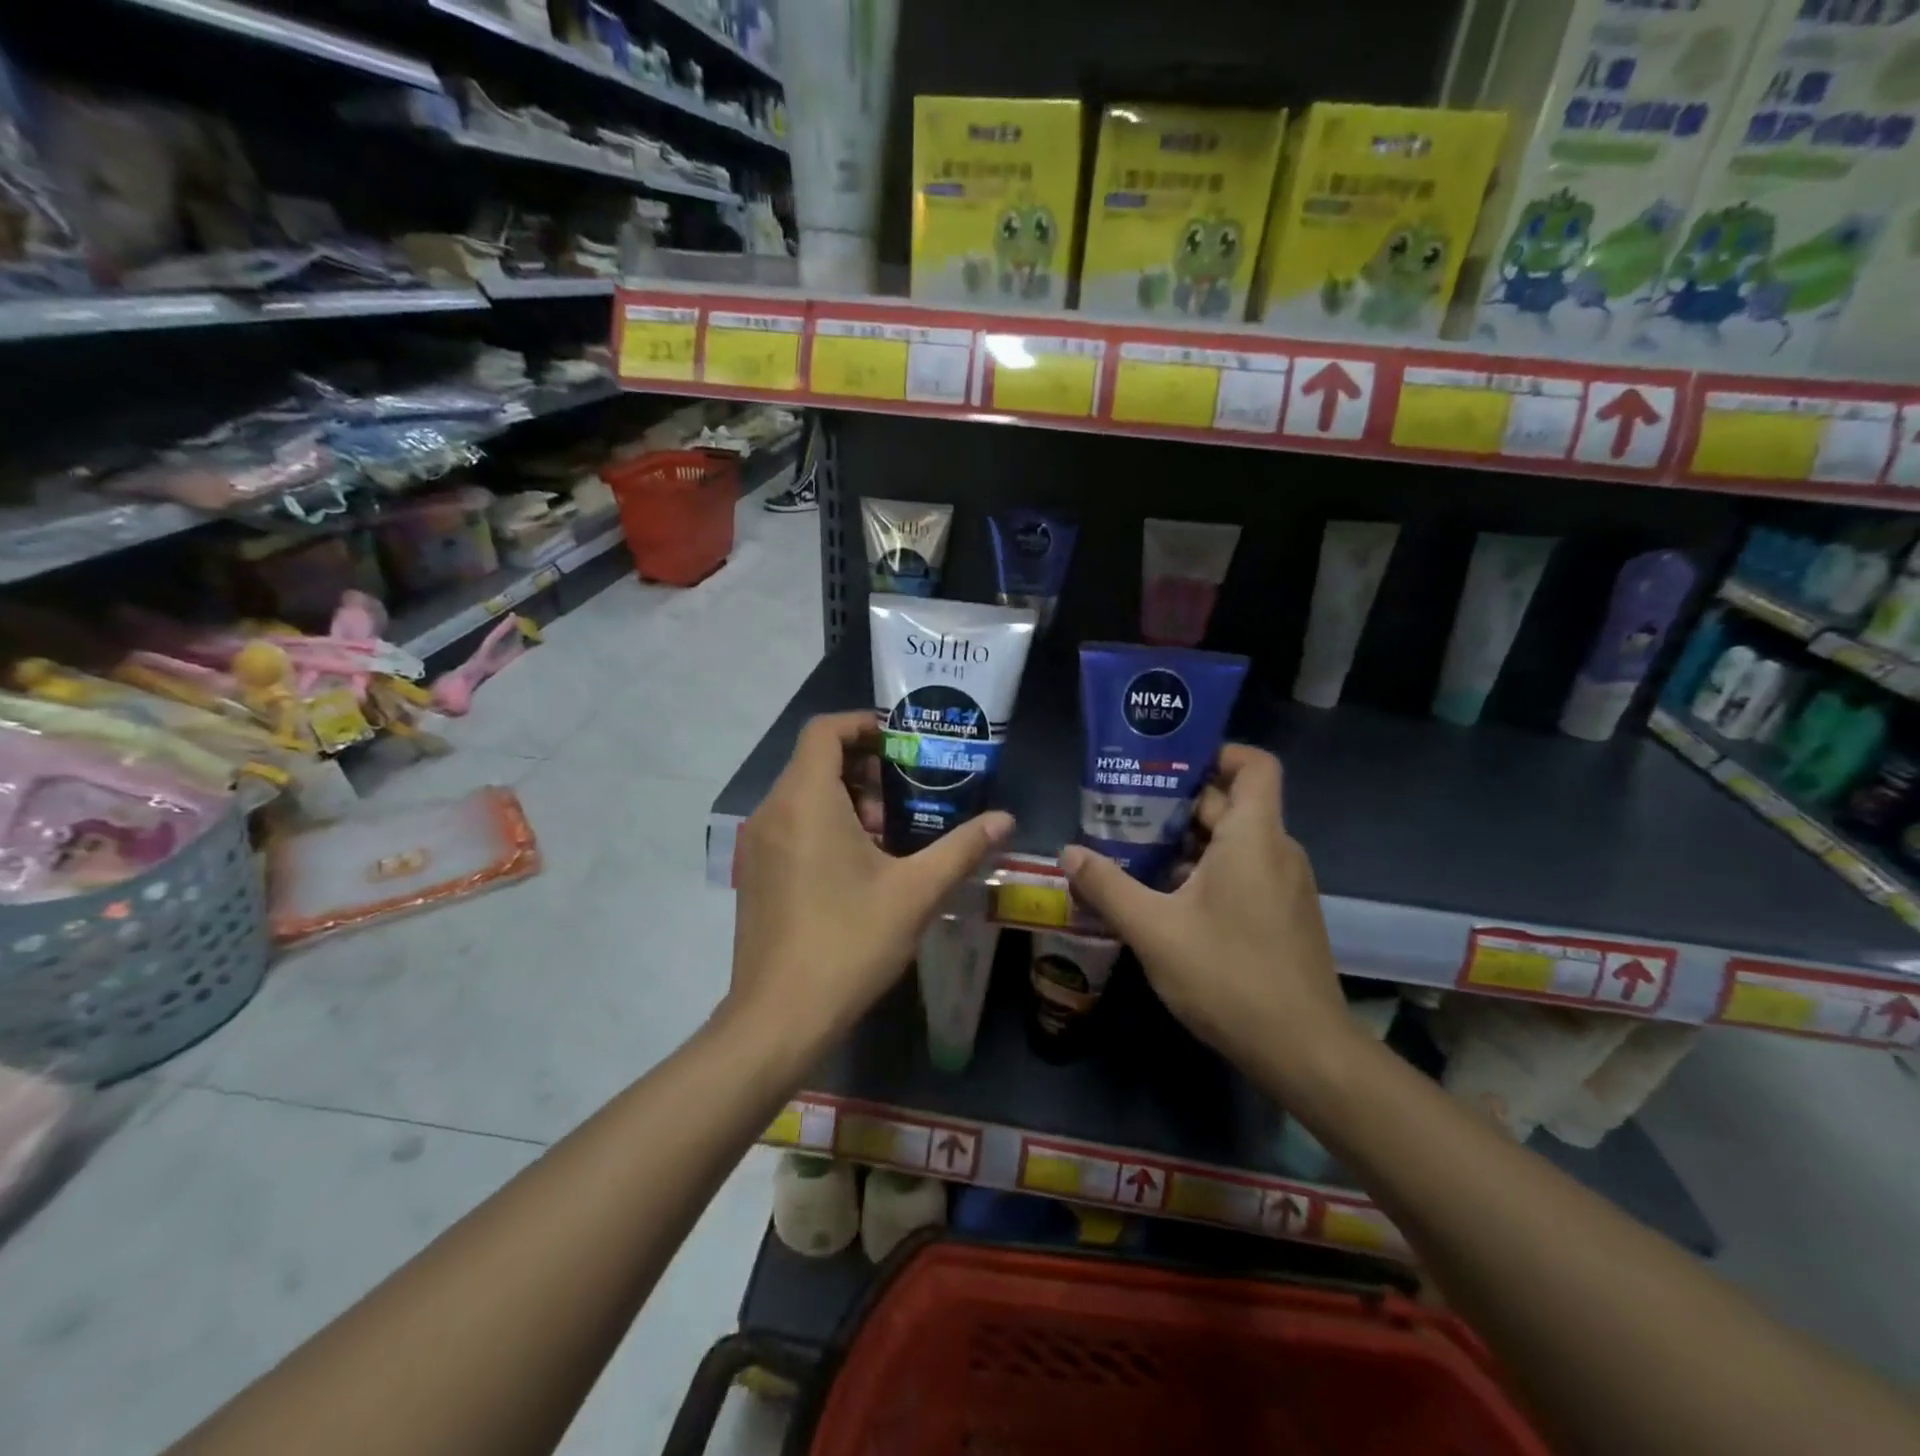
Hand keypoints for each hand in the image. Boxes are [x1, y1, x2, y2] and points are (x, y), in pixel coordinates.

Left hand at [729, 711, 1012, 1044]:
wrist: (779, 1018)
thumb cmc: (848, 942)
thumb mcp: (915, 892)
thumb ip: (962, 848)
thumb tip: (1006, 820)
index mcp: (805, 800)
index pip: (824, 730)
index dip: (863, 724)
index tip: (903, 743)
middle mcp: (772, 811)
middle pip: (815, 761)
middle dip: (864, 768)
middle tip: (908, 796)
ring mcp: (757, 845)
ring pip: (803, 796)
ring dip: (848, 800)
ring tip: (891, 835)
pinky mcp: (756, 873)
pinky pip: (791, 825)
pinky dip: (826, 825)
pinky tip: (861, 867)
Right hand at [1059, 745, 1352, 1083]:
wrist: (1303, 1051)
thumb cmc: (1229, 975)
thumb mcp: (1153, 930)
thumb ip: (1107, 886)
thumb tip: (1068, 853)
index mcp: (1254, 837)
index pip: (1254, 765)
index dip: (1216, 753)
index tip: (1168, 766)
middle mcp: (1277, 850)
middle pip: (1230, 803)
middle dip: (1177, 804)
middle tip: (1125, 811)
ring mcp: (1284, 885)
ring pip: (1234, 842)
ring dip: (1187, 843)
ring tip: (1134, 854)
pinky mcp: (1283, 915)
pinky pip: (1244, 872)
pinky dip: (1206, 872)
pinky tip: (1166, 899)